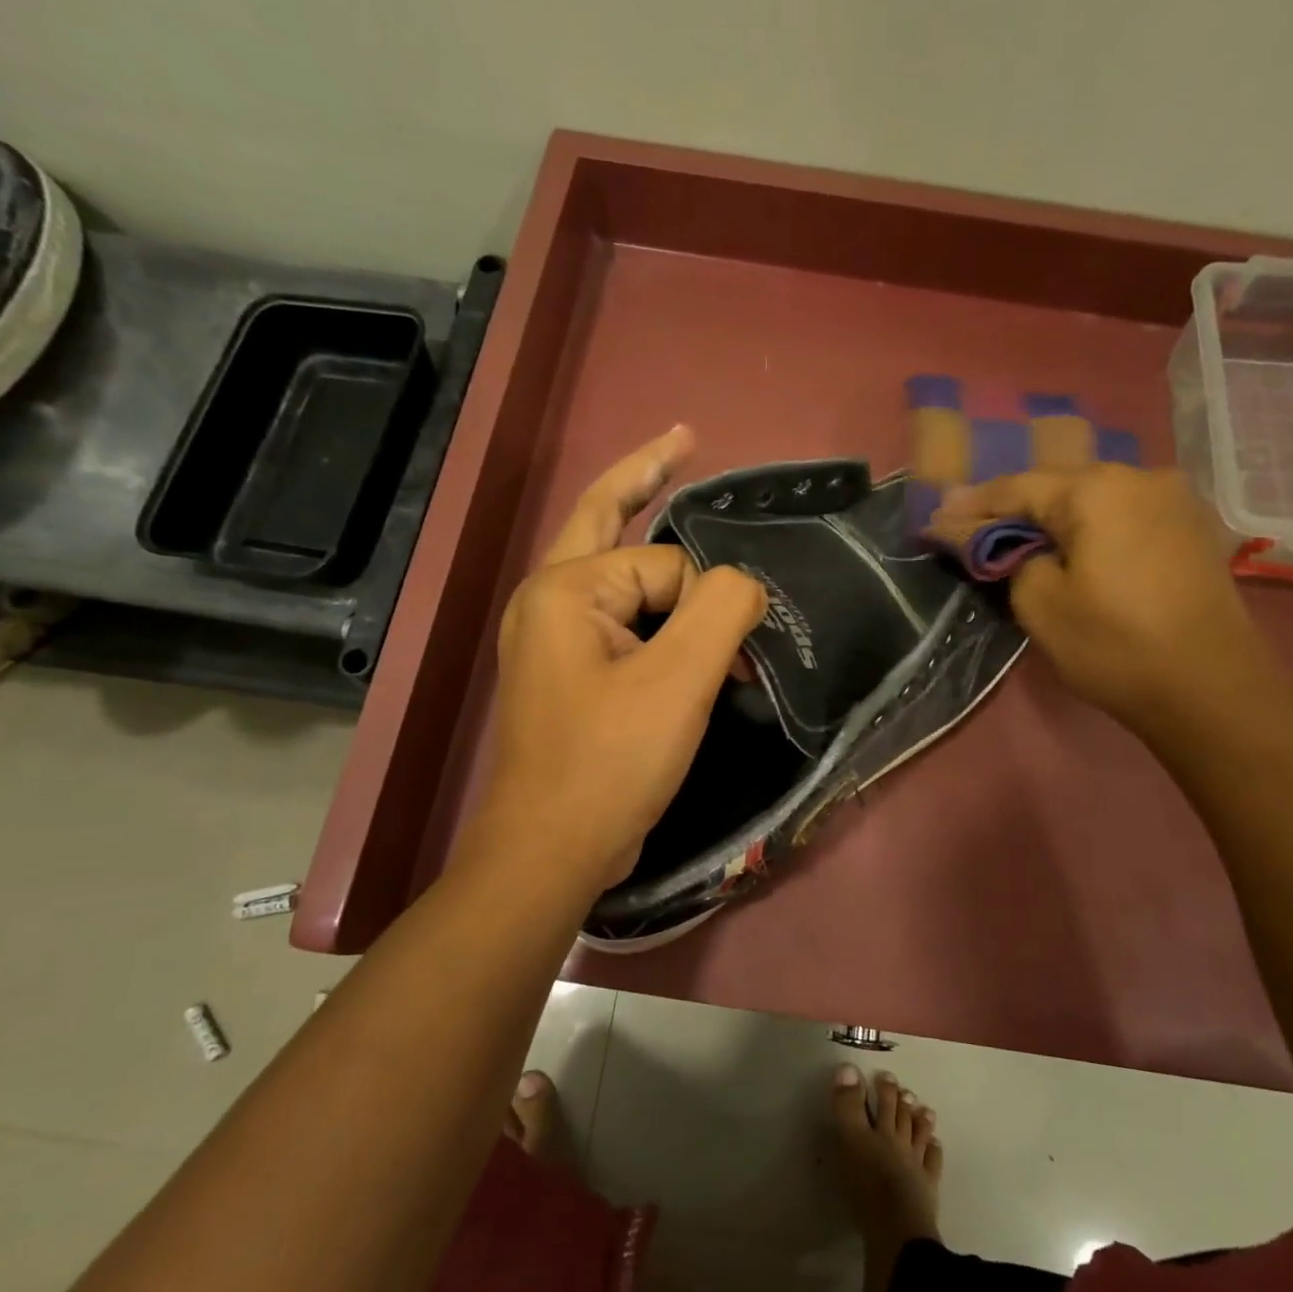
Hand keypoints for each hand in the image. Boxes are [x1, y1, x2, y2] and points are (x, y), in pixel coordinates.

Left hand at [475, 426, 766, 890]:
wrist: (552, 852)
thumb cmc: (611, 762)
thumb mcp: (681, 680)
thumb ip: (722, 608)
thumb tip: (743, 582)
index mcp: (566, 589)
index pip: (665, 564)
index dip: (709, 602)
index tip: (734, 657)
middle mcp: (549, 602)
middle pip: (607, 520)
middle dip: (648, 476)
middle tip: (686, 439)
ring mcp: (553, 640)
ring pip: (618, 577)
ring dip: (663, 568)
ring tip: (694, 536)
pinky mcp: (569, 676)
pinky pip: (619, 621)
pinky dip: (655, 616)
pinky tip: (680, 623)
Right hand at [930, 465, 1286, 732]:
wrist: (1211, 689)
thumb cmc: (1114, 646)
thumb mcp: (1040, 605)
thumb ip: (1006, 557)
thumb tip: (993, 539)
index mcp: (1097, 490)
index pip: (1017, 487)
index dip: (972, 506)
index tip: (936, 519)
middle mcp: (1140, 477)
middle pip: (1058, 487)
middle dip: (1013, 508)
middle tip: (973, 528)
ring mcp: (1175, 500)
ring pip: (1094, 500)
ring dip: (1054, 518)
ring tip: (1019, 539)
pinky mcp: (1193, 529)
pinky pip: (1125, 516)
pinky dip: (1091, 528)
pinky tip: (1074, 548)